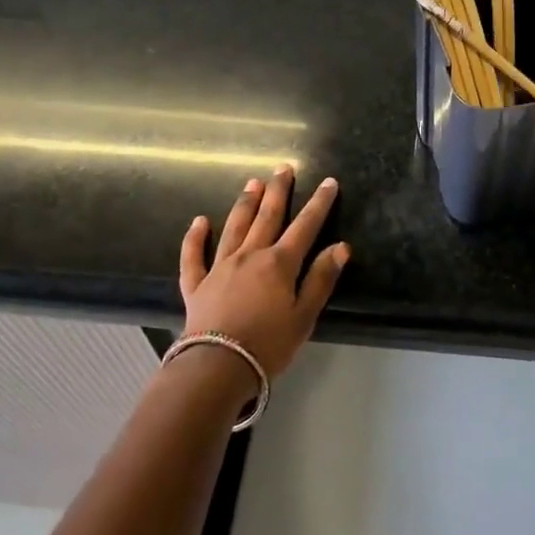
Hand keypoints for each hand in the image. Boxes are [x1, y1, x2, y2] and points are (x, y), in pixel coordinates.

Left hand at [178, 166, 348, 378]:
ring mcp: (220, 267)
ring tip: (253, 183)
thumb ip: (321, 279)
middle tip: (283, 168)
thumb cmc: (269, 344)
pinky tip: (199, 222)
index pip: (305, 226)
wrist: (217, 366)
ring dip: (245, 204)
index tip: (329, 182)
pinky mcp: (196, 284)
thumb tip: (340, 246)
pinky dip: (195, 237)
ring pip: (234, 227)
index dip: (319, 203)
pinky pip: (194, 256)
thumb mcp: (305, 315)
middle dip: (278, 191)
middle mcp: (250, 256)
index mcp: (279, 263)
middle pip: (267, 217)